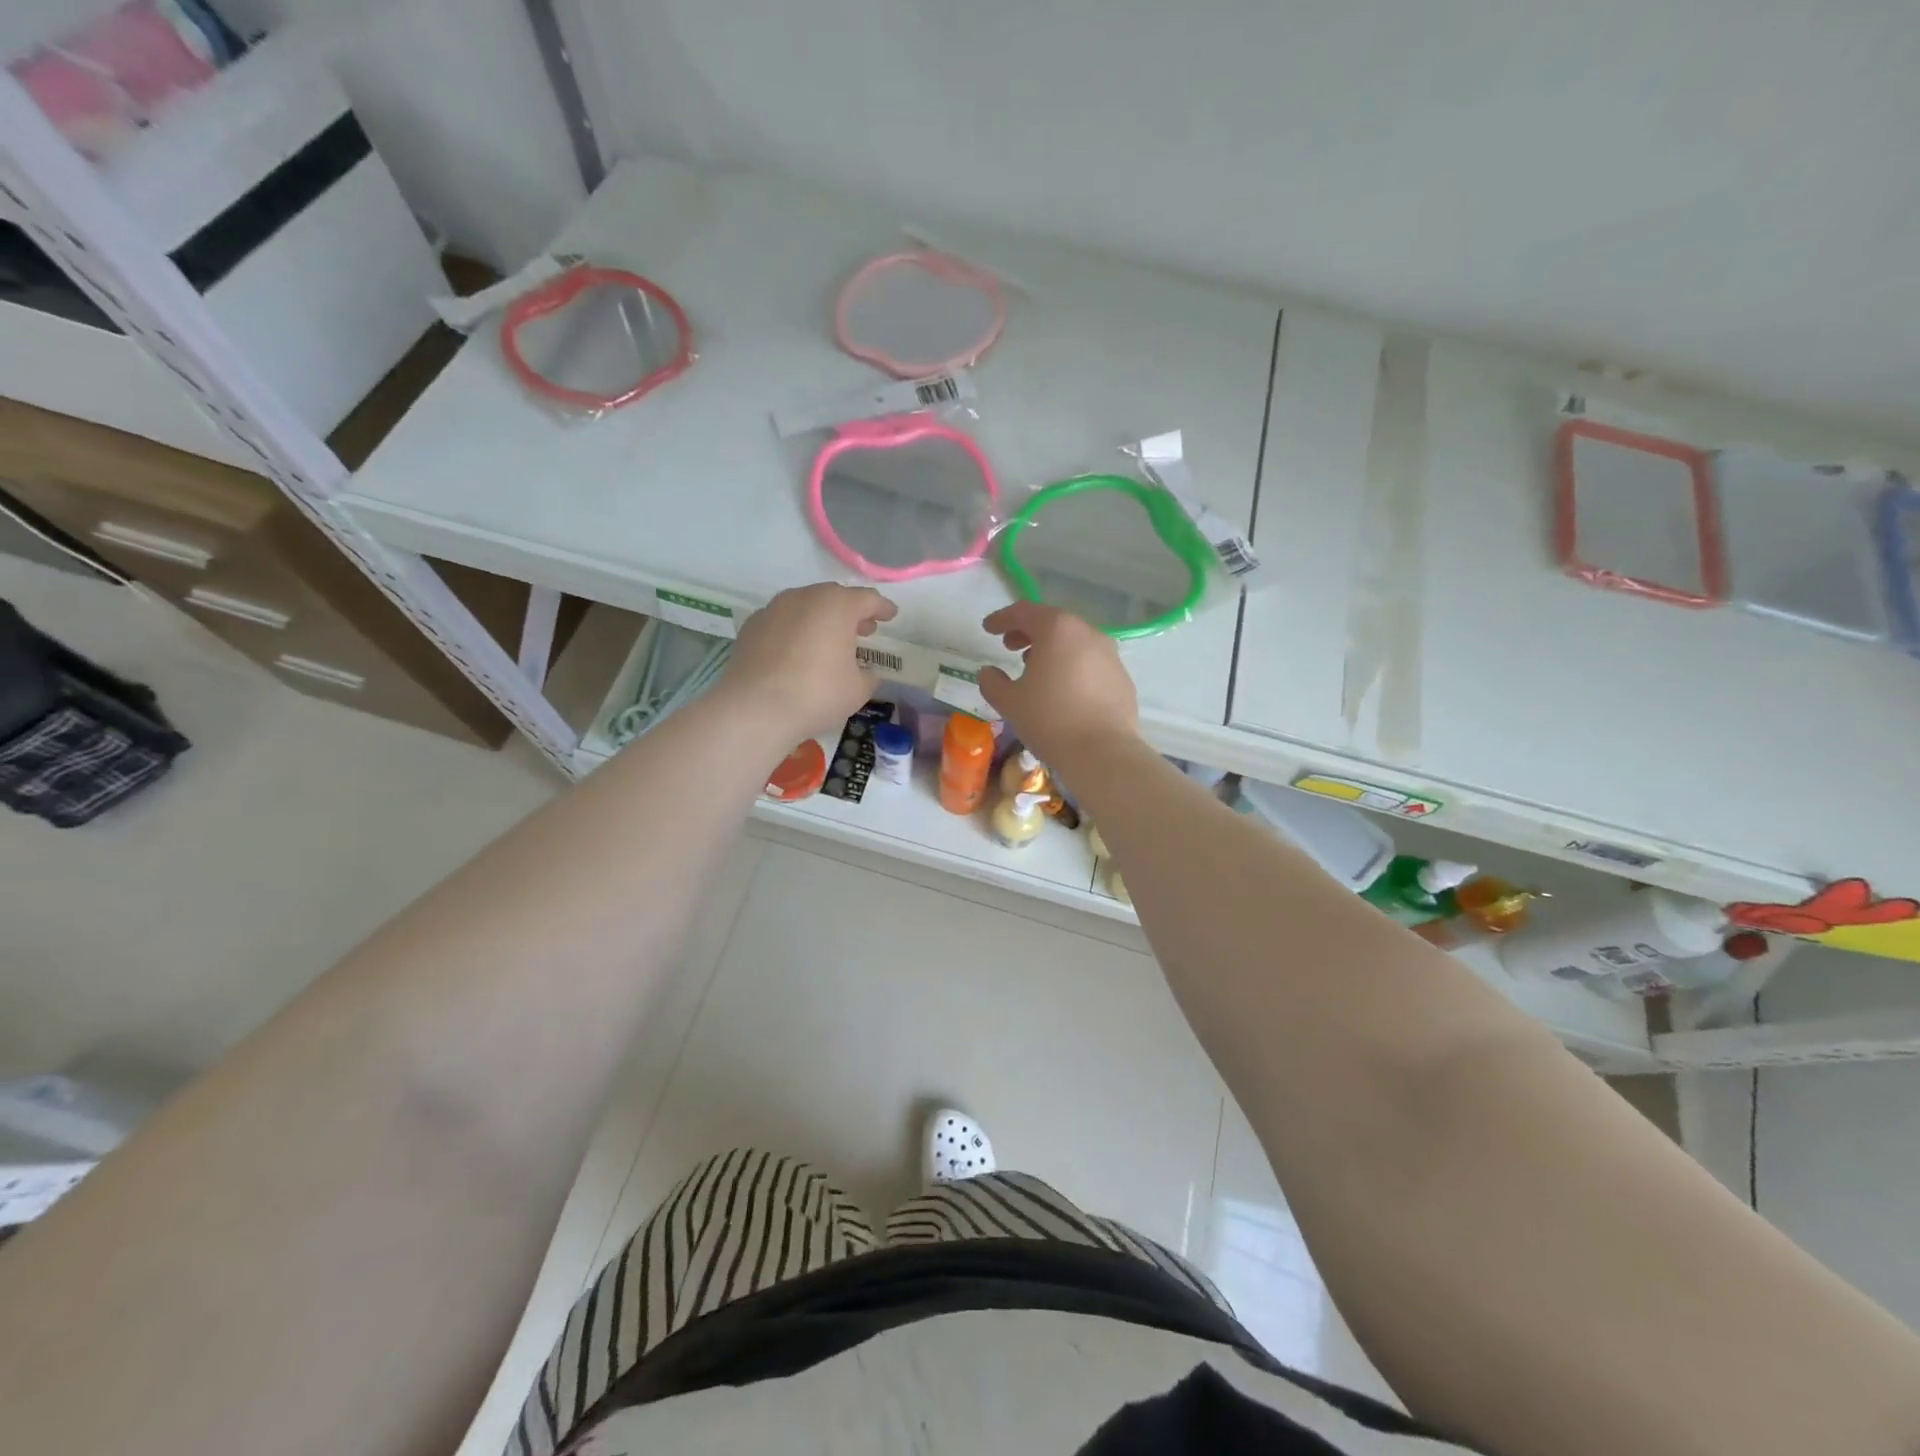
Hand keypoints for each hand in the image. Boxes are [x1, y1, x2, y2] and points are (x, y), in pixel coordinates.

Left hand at [718, 583, 897, 742]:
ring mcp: (774, 609)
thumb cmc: (816, 694)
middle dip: (851, 612)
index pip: (868, 599)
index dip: (882, 608)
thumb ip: (868, 675)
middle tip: (863, 630)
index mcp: (837, 606)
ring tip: (829, 640)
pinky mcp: (751, 626)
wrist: (755, 708)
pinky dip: (795, 630)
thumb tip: (865, 672)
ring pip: (805, 606)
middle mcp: (804, 597)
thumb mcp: (857, 690)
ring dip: (821, 619)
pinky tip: (797, 650)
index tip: (890, 615)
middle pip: (834, 597)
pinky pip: (782, 621)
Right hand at [977, 602, 1139, 764]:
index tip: (988, 629)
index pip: (1024, 612)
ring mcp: (1110, 655)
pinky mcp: (1122, 678)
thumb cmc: (1050, 720)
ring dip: (1053, 650)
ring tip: (1036, 669)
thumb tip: (988, 672)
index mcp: (1057, 630)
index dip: (1002, 618)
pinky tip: (1064, 690)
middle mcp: (1088, 633)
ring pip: (1075, 642)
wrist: (1103, 753)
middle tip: (1010, 647)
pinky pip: (1091, 663)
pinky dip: (1073, 667)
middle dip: (1029, 632)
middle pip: (1053, 623)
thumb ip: (993, 682)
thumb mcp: (1009, 702)